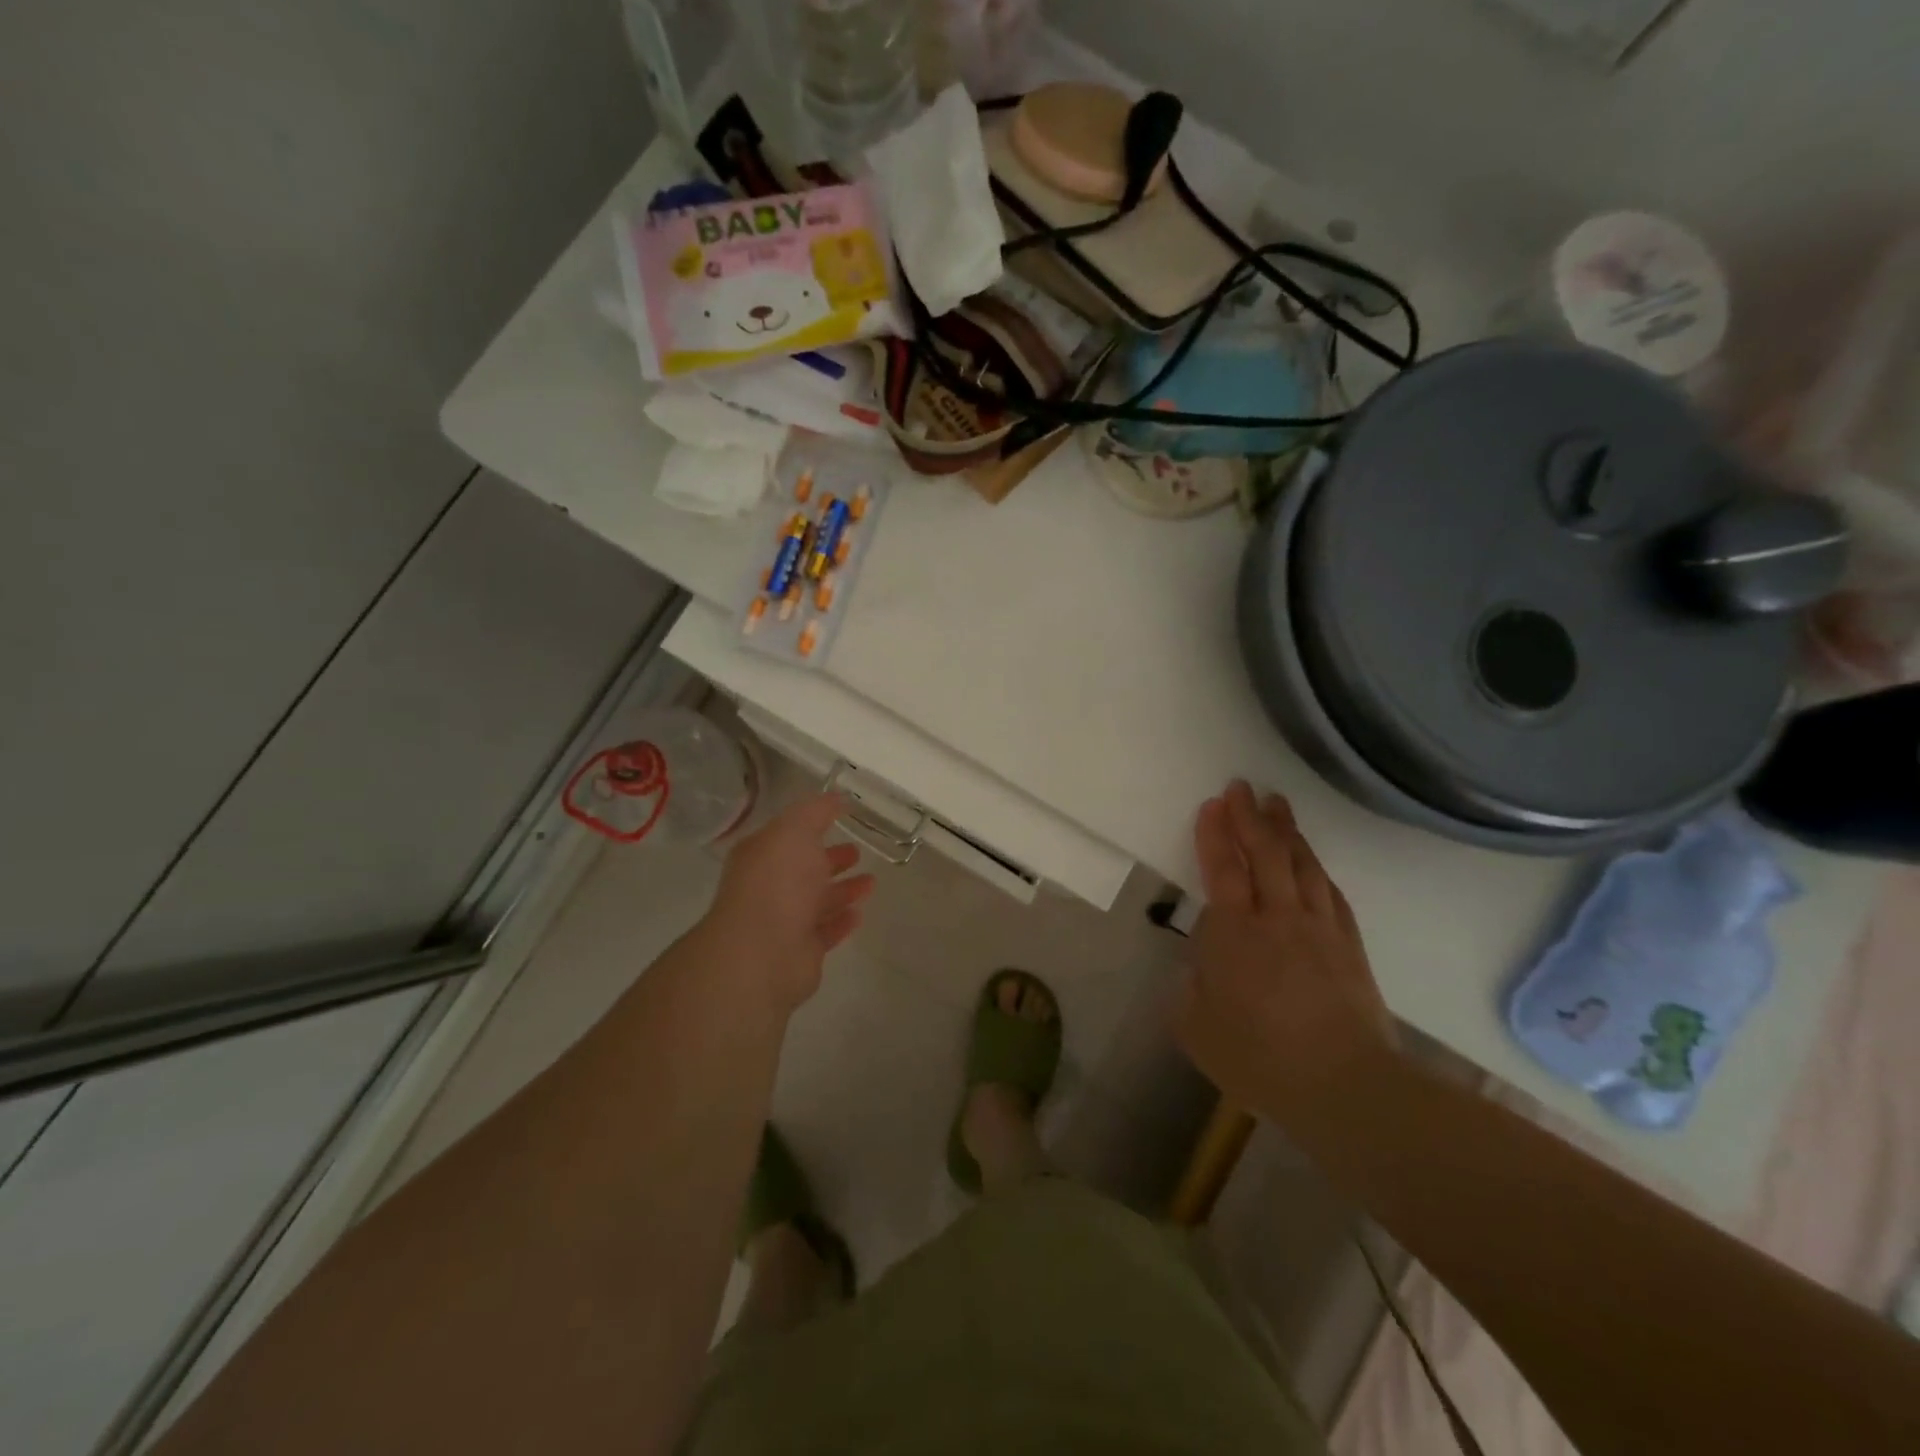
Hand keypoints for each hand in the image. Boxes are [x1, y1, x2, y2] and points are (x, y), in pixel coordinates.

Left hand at [701, 792, 876, 1011]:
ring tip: (871, 882)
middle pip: (803, 869)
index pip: (788, 835)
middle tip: (858, 852)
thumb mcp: (795, 830)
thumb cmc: (777, 883)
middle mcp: (769, 887)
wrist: (764, 952)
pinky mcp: (801, 951)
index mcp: (761, 855)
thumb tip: (836, 797)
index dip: (812, 825)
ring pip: (817, 901)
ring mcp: (783, 921)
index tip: (841, 817)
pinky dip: (841, 921)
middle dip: (830, 859)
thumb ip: (816, 811)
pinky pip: (825, 931)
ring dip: (843, 890)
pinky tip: (860, 913)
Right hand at [1177, 780, 1397, 1118]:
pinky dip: (1318, 869)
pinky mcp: (1349, 946)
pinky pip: (1331, 893)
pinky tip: (1313, 861)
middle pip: (1264, 853)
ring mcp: (1319, 928)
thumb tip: (1201, 970)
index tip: (1212, 804)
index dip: (1215, 834)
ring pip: (1302, 865)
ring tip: (1277, 805)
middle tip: (1242, 787)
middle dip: (1250, 817)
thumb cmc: (1259, 1057)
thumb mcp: (1196, 1029)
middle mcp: (1277, 917)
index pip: (1222, 868)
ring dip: (1287, 832)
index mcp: (1234, 933)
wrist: (1344, 1086)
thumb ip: (1191, 991)